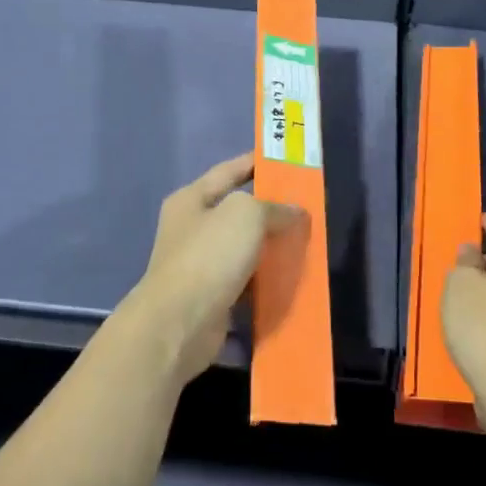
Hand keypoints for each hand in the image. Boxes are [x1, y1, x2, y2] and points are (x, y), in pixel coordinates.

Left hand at [115, 152, 303, 385]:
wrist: (180, 324)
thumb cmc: (209, 256)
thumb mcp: (246, 215)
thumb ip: (273, 207)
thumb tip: (294, 212)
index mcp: (191, 200)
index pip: (228, 171)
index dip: (254, 163)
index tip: (284, 161)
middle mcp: (192, 229)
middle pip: (237, 211)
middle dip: (270, 210)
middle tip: (306, 207)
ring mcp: (199, 264)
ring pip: (244, 248)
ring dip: (271, 248)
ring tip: (305, 242)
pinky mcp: (211, 297)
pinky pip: (246, 281)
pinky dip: (266, 280)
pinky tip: (291, 278)